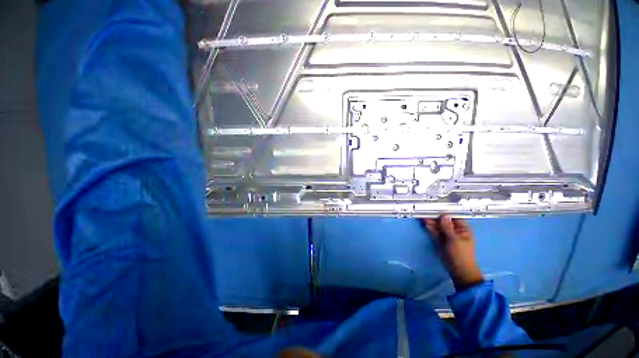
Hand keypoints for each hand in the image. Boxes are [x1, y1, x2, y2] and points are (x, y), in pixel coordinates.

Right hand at [423, 216, 483, 289]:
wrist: (458, 270)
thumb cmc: (460, 254)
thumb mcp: (454, 239)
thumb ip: (447, 227)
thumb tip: (444, 215)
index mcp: (462, 229)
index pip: (453, 217)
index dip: (445, 211)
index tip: (435, 206)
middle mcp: (454, 230)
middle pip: (443, 221)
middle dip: (435, 216)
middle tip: (425, 211)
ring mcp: (447, 235)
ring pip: (438, 226)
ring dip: (431, 222)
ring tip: (422, 216)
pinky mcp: (440, 240)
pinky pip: (435, 232)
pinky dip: (430, 228)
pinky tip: (425, 223)